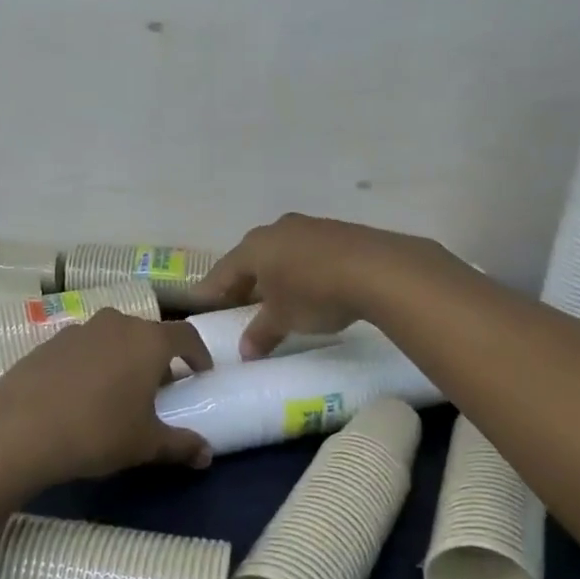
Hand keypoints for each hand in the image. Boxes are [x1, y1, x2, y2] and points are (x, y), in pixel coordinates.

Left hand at [0, 310, 214, 483]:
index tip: (201, 374)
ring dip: (123, 358)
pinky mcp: (48, 342)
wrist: (18, 429)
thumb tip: (206, 455)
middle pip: (148, 334)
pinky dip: (92, 364)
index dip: (199, 354)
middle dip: (159, 358)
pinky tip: (81, 395)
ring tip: (119, 391)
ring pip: (113, 338)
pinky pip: (83, 348)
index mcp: (148, 340)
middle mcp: (116, 323)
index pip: (186, 335)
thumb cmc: (97, 431)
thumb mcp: (145, 444)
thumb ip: (181, 444)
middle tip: (160, 389)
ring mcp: (79, 329)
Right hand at [192, 214, 441, 357]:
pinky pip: (308, 251)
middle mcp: (277, 229)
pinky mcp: (338, 231)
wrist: (379, 269)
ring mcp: (309, 226)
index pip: (223, 271)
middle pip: (251, 258)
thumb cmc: (315, 293)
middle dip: (244, 281)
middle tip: (237, 303)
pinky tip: (310, 285)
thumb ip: (261, 334)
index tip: (200, 304)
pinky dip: (301, 268)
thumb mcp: (284, 319)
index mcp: (254, 247)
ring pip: (281, 252)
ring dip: (275, 273)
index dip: (211, 291)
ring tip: (276, 296)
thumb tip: (245, 352)